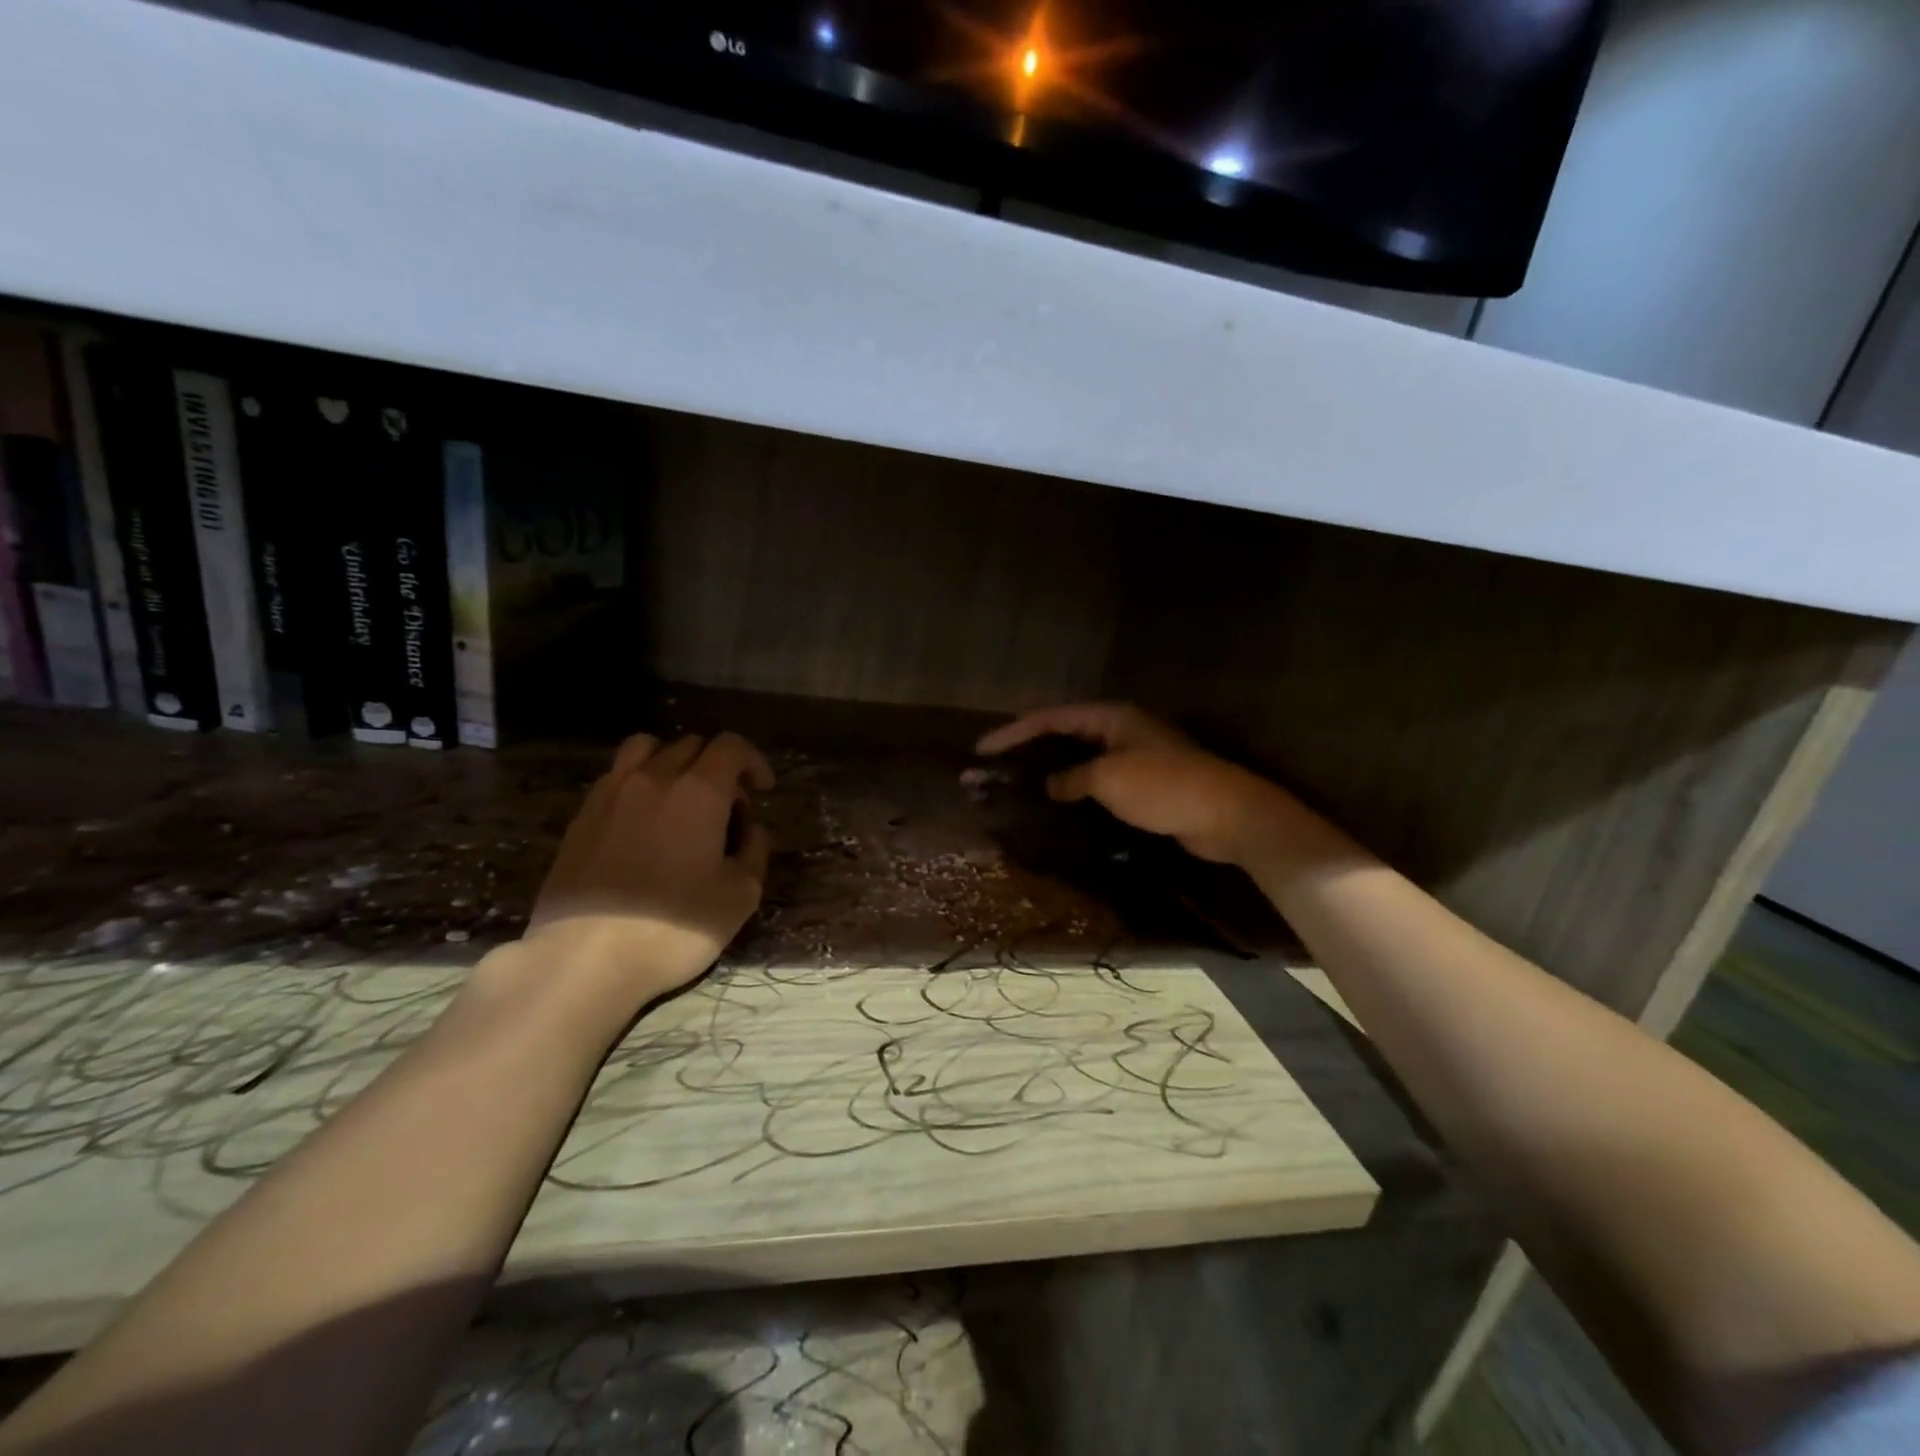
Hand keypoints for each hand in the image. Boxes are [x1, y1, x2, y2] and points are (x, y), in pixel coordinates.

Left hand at [508, 732, 774, 1018]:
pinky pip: (616, 777)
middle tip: (728, 806)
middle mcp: (653, 778)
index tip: (763, 790)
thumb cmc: (674, 926)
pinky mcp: (581, 816)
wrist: (585, 958)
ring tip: (679, 797)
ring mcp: (610, 793)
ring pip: (646, 748)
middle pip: (691, 744)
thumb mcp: (740, 895)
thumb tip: (751, 829)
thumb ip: (754, 851)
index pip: (731, 746)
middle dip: (718, 766)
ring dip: (672, 761)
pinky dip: (638, 782)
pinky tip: (644, 821)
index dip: (753, 761)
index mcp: (698, 790)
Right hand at [976, 703, 1310, 866]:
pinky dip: (1071, 792)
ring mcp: (1130, 758)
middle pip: (1061, 736)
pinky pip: (1095, 784)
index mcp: (1110, 718)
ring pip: (1077, 762)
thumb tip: (1050, 786)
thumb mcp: (1109, 779)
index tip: (981, 750)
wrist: (1225, 815)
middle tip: (990, 770)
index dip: (1013, 732)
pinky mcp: (1141, 786)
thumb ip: (1072, 779)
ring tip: (1013, 788)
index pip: (1050, 718)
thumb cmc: (1165, 786)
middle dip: (1025, 753)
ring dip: (1046, 774)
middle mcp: (1118, 731)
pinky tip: (1053, 808)